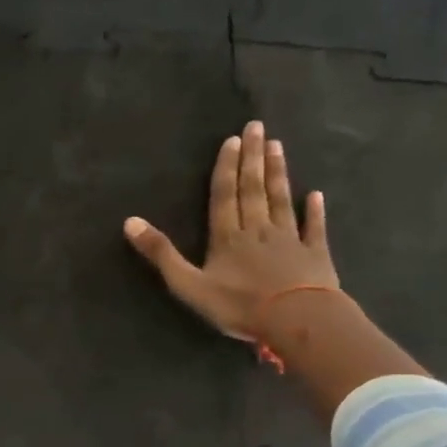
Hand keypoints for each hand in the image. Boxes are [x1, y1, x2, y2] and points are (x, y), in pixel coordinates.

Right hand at [124, 121, 337, 343]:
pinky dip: (315, 211)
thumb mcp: (189, 284)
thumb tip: (130, 222)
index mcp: (228, 237)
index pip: (225, 196)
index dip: (227, 168)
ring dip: (278, 173)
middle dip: (253, 158)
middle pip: (254, 190)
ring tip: (278, 146)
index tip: (232, 140)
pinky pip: (314, 228)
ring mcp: (290, 240)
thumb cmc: (240, 304)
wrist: (297, 319)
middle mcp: (258, 230)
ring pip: (281, 200)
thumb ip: (162, 254)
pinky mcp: (315, 255)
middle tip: (257, 127)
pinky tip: (316, 195)